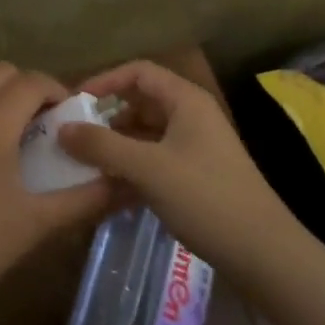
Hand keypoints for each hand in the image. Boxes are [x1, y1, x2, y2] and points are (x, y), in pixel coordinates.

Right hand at [58, 60, 297, 283]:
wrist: (262, 252)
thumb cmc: (205, 197)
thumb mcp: (148, 168)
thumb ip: (102, 146)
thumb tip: (62, 128)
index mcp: (186, 100)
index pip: (138, 72)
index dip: (105, 81)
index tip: (74, 102)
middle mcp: (191, 116)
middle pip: (140, 103)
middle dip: (106, 118)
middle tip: (73, 138)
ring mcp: (195, 147)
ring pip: (146, 135)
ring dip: (116, 147)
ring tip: (84, 166)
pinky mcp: (196, 176)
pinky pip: (155, 161)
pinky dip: (132, 169)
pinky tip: (108, 191)